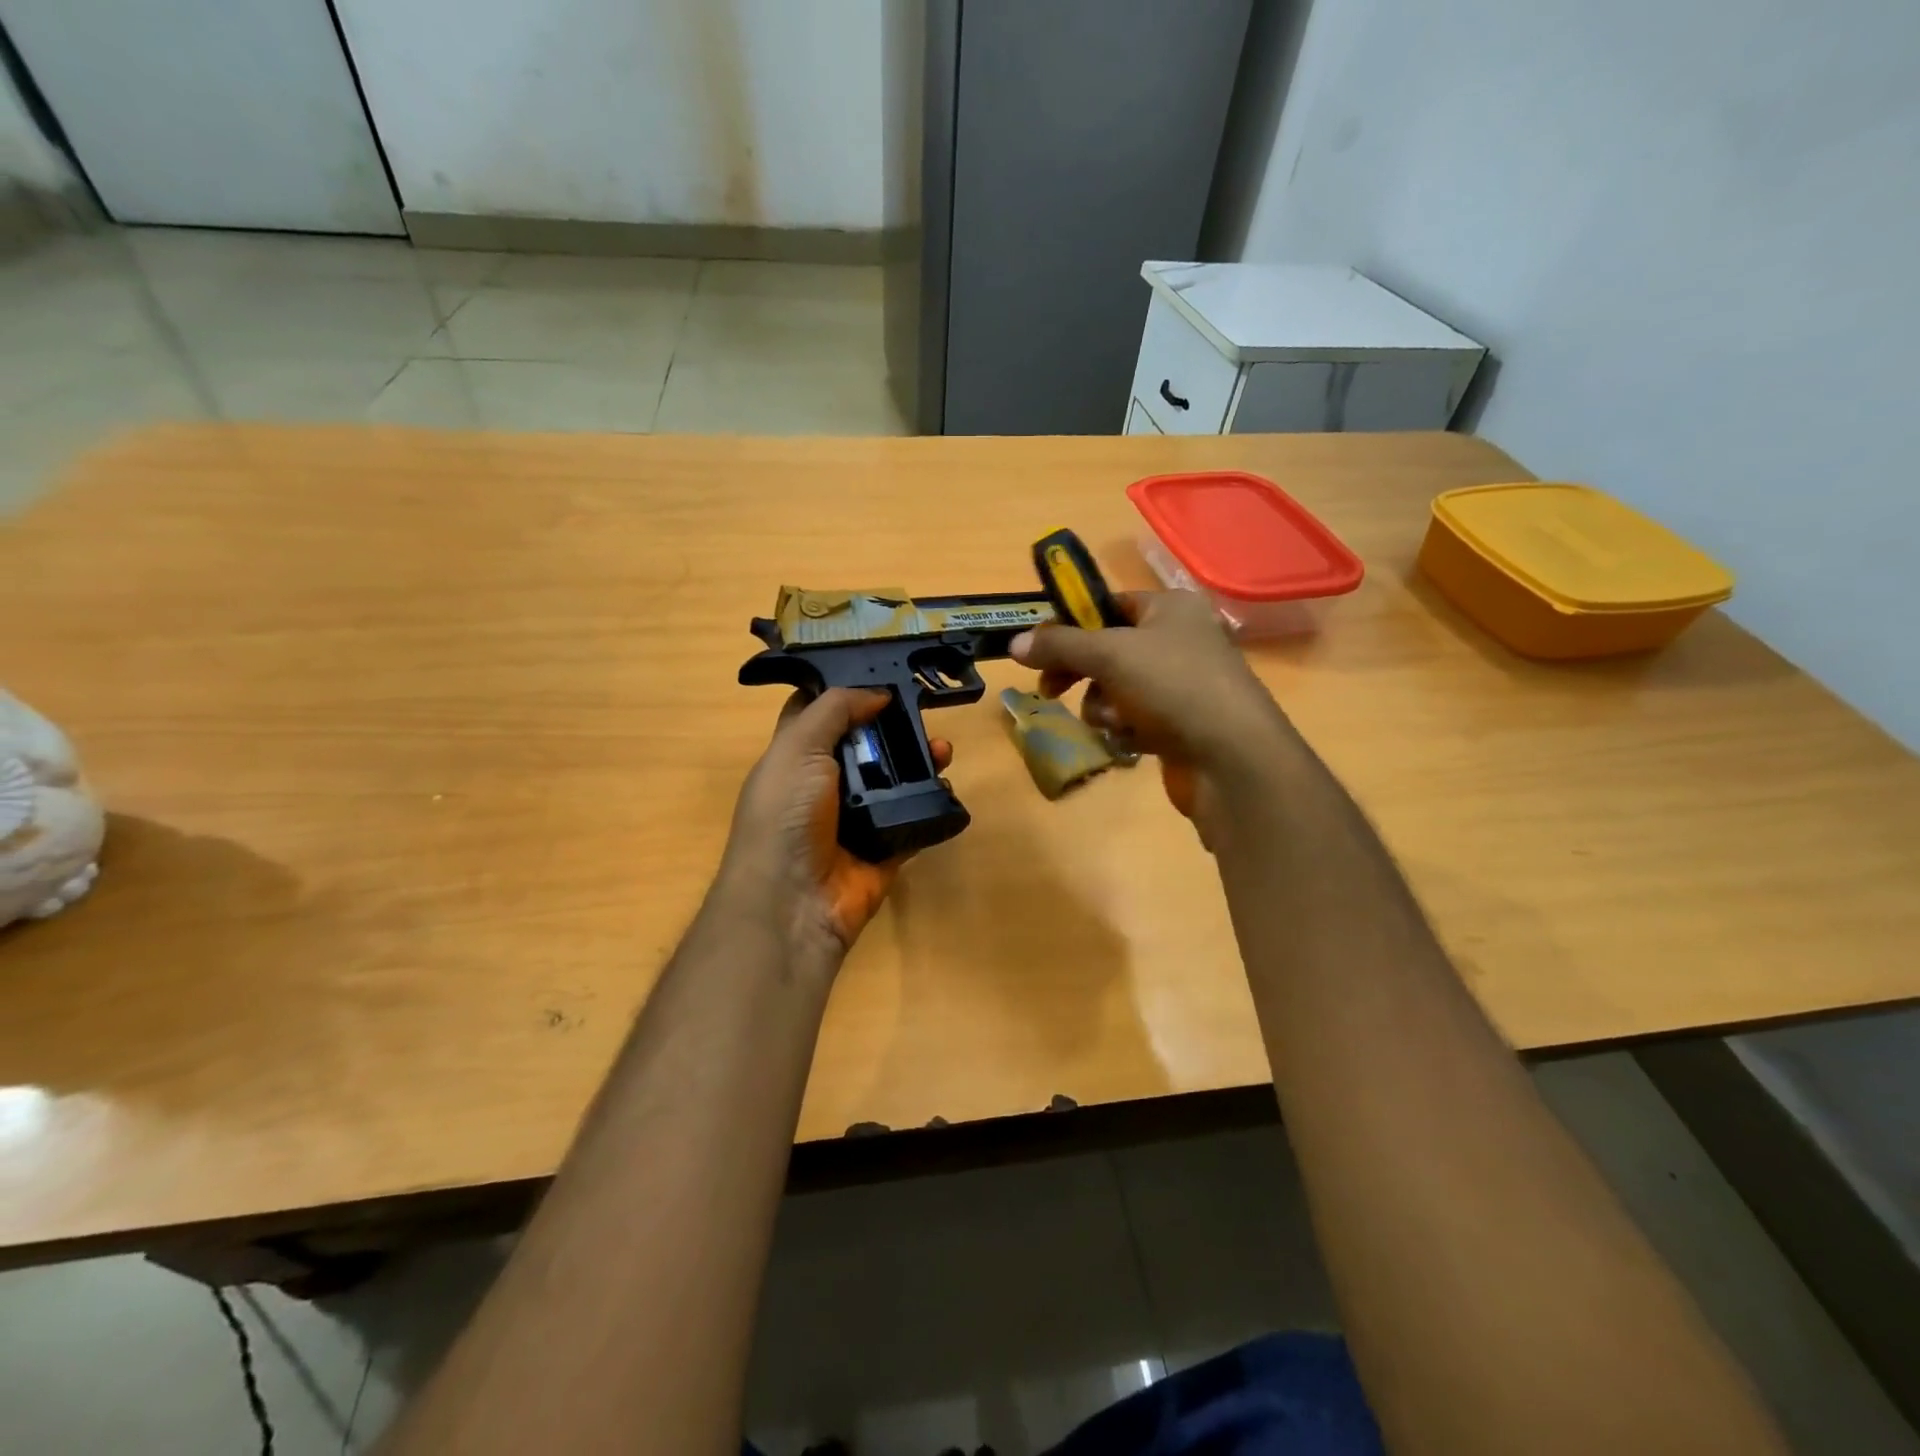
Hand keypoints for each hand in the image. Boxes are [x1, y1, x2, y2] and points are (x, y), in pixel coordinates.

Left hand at [718, 688, 951, 975]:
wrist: (794, 902)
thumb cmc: (786, 815)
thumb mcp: (798, 748)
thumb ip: (835, 710)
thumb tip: (877, 693)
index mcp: (796, 758)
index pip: (818, 714)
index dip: (844, 691)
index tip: (881, 672)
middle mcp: (825, 785)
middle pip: (866, 745)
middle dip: (895, 726)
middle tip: (925, 711)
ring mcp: (856, 818)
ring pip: (894, 780)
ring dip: (920, 761)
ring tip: (944, 750)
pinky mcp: (884, 848)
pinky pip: (913, 819)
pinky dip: (932, 803)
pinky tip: (948, 786)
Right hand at [1010, 590, 1297, 844]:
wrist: (1231, 758)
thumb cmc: (1173, 686)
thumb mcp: (1109, 654)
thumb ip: (1059, 645)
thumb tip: (1015, 642)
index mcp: (1171, 608)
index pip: (1109, 605)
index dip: (1072, 624)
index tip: (1040, 648)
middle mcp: (1179, 639)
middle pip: (1108, 650)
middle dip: (1080, 673)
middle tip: (1049, 689)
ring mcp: (1182, 684)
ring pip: (1116, 689)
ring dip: (1104, 706)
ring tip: (1115, 720)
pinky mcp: (1180, 724)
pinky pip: (1134, 718)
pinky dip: (1126, 728)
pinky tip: (1134, 741)